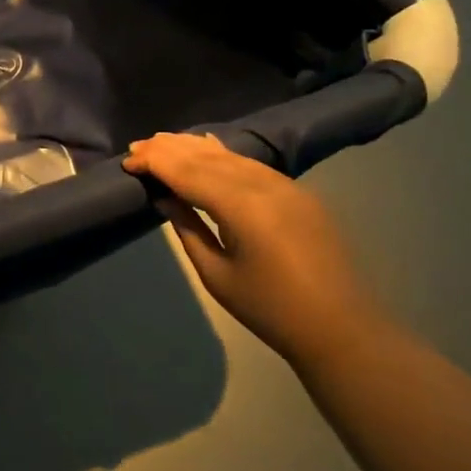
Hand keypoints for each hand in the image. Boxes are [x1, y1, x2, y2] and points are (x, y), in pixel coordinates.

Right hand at [122, 133, 384, 369]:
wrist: (343, 329)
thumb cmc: (270, 310)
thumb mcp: (216, 274)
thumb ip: (187, 229)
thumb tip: (164, 198)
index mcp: (241, 207)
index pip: (187, 172)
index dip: (155, 162)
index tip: (128, 162)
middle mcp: (263, 185)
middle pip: (207, 156)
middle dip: (170, 148)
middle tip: (137, 145)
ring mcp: (285, 185)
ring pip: (230, 155)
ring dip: (194, 147)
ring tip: (163, 141)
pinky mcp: (298, 193)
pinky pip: (251, 163)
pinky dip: (223, 154)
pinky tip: (208, 146)